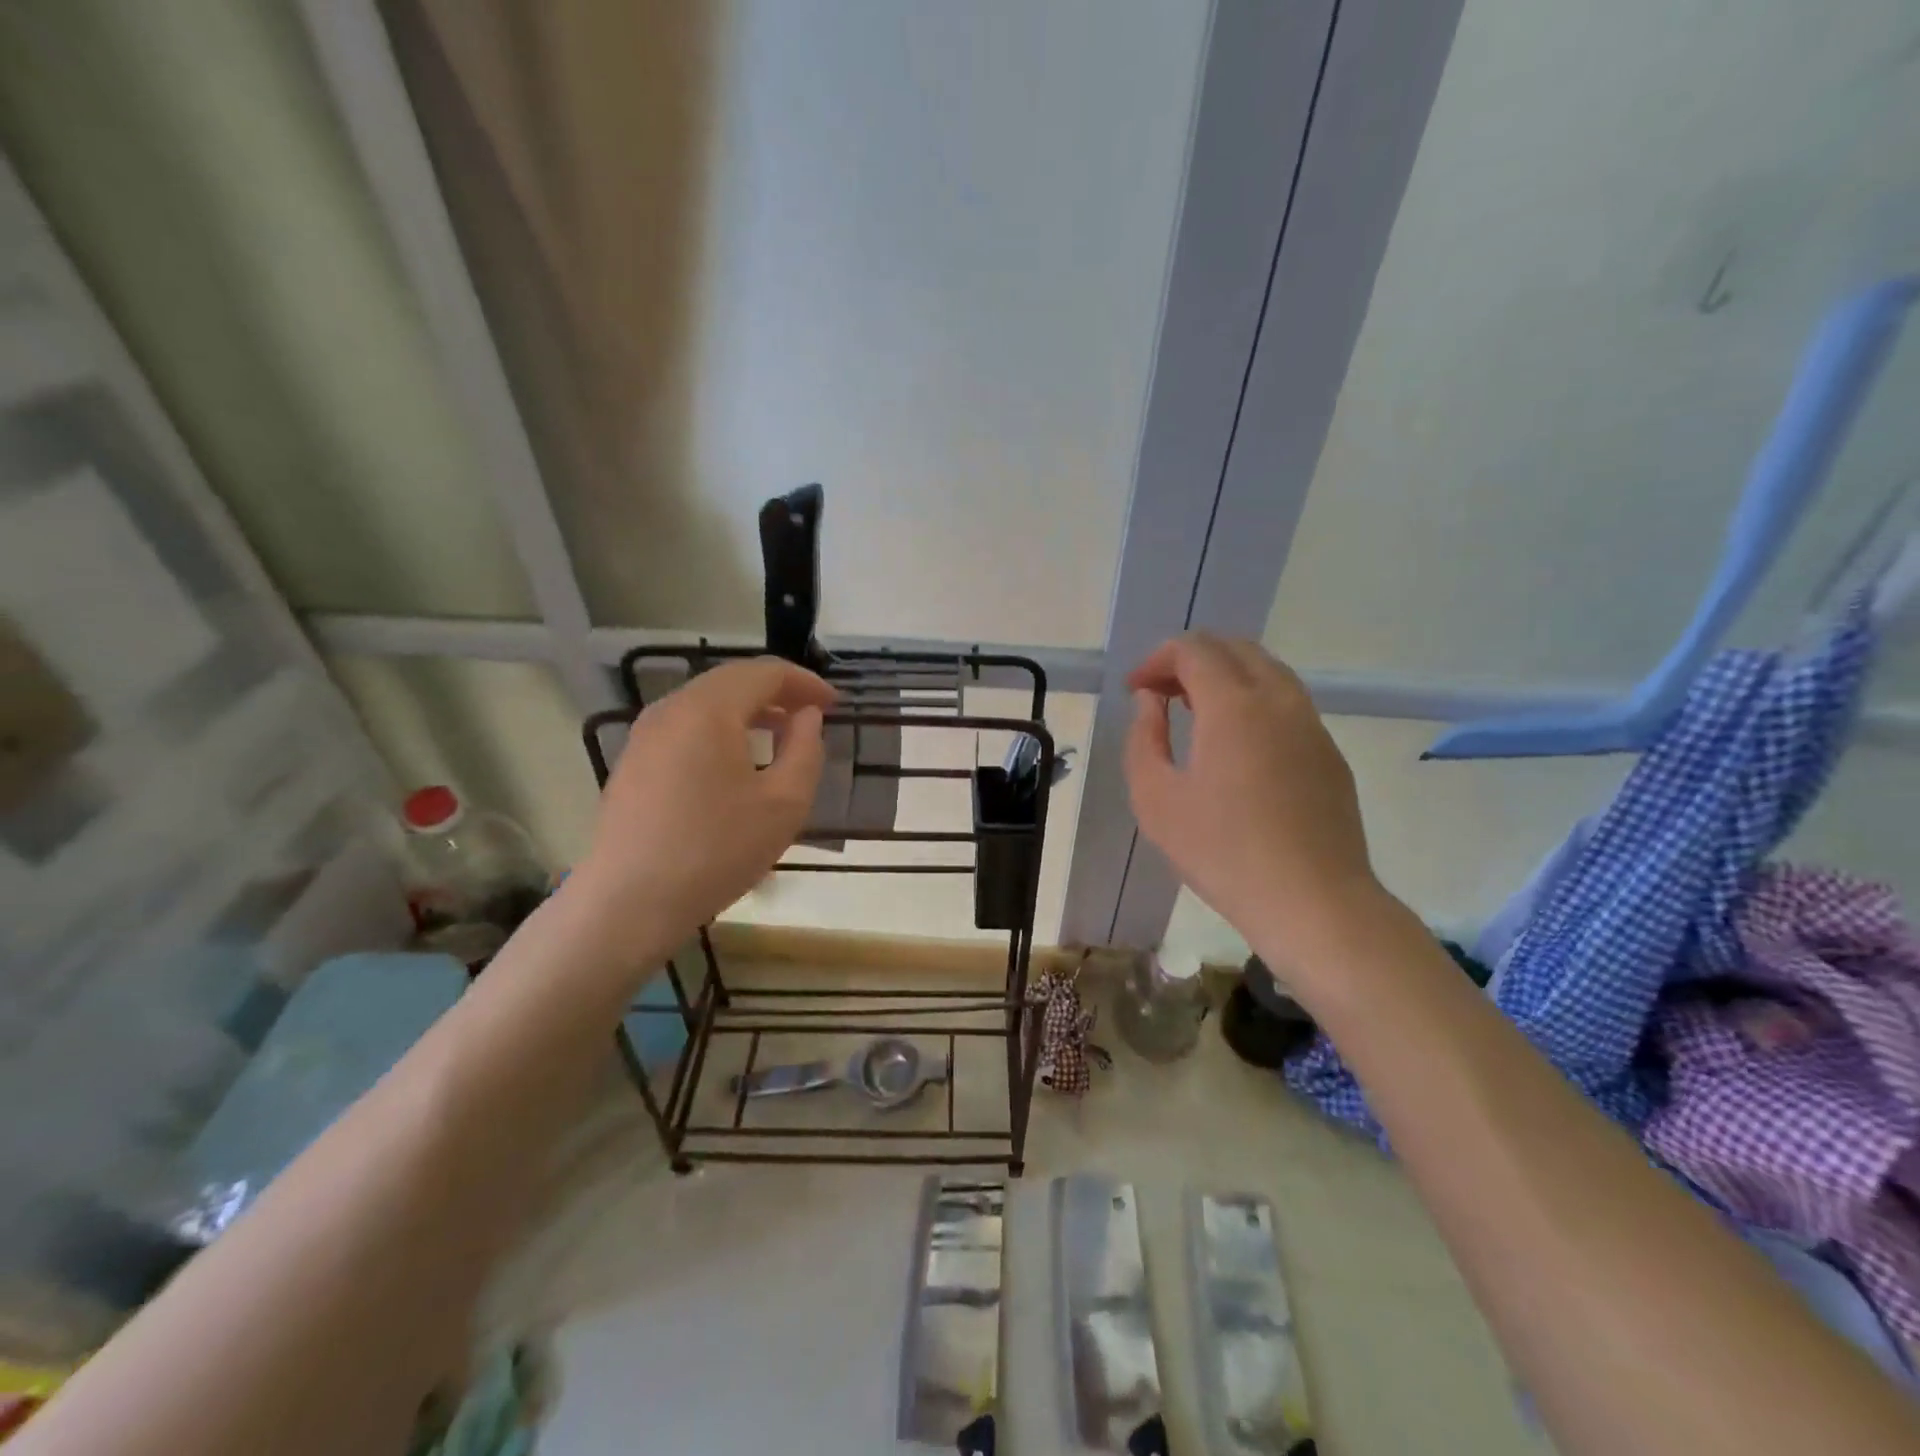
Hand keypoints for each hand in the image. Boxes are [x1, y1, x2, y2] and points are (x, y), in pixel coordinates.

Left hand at [571, 658, 834, 948]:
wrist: (630, 903)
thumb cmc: (716, 850)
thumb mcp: (784, 803)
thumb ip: (805, 749)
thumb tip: (806, 717)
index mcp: (708, 709)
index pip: (765, 672)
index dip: (806, 683)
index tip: (836, 704)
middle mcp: (671, 708)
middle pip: (732, 681)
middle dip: (777, 692)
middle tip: (812, 716)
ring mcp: (645, 734)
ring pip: (707, 703)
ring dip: (749, 710)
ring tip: (780, 735)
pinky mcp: (634, 761)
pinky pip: (686, 727)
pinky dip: (720, 729)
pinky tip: (736, 762)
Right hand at [1126, 634, 1379, 962]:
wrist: (1313, 901)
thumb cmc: (1222, 852)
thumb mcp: (1155, 799)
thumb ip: (1144, 738)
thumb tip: (1151, 702)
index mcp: (1233, 705)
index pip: (1194, 650)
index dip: (1157, 660)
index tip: (1136, 691)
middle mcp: (1278, 700)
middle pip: (1234, 648)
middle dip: (1190, 660)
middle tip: (1161, 694)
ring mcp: (1311, 725)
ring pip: (1267, 671)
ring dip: (1225, 677)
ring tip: (1195, 713)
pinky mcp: (1329, 753)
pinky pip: (1287, 703)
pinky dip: (1253, 700)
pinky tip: (1236, 745)